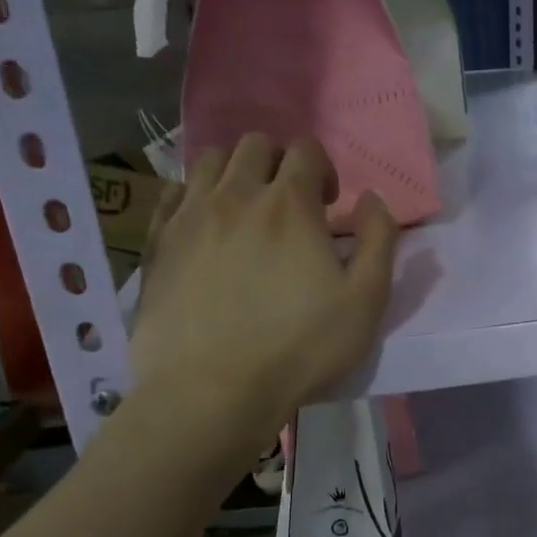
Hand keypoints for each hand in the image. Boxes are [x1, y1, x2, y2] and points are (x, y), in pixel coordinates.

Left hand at [129, 135, 396, 427]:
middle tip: (289, 207)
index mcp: (290, 204)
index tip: (328, 207)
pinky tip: (205, 227)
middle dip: (279, 163)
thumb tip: (372, 198)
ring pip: (210, 161)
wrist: (212, 391)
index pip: (306, 150)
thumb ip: (379, 240)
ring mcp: (189, 216)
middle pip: (256, 144)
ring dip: (235, 173)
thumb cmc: (300, 347)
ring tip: (245, 212)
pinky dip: (194, 196)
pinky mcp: (157, 242)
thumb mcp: (366, 300)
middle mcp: (236, 195)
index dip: (323, 170)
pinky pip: (172, 192)